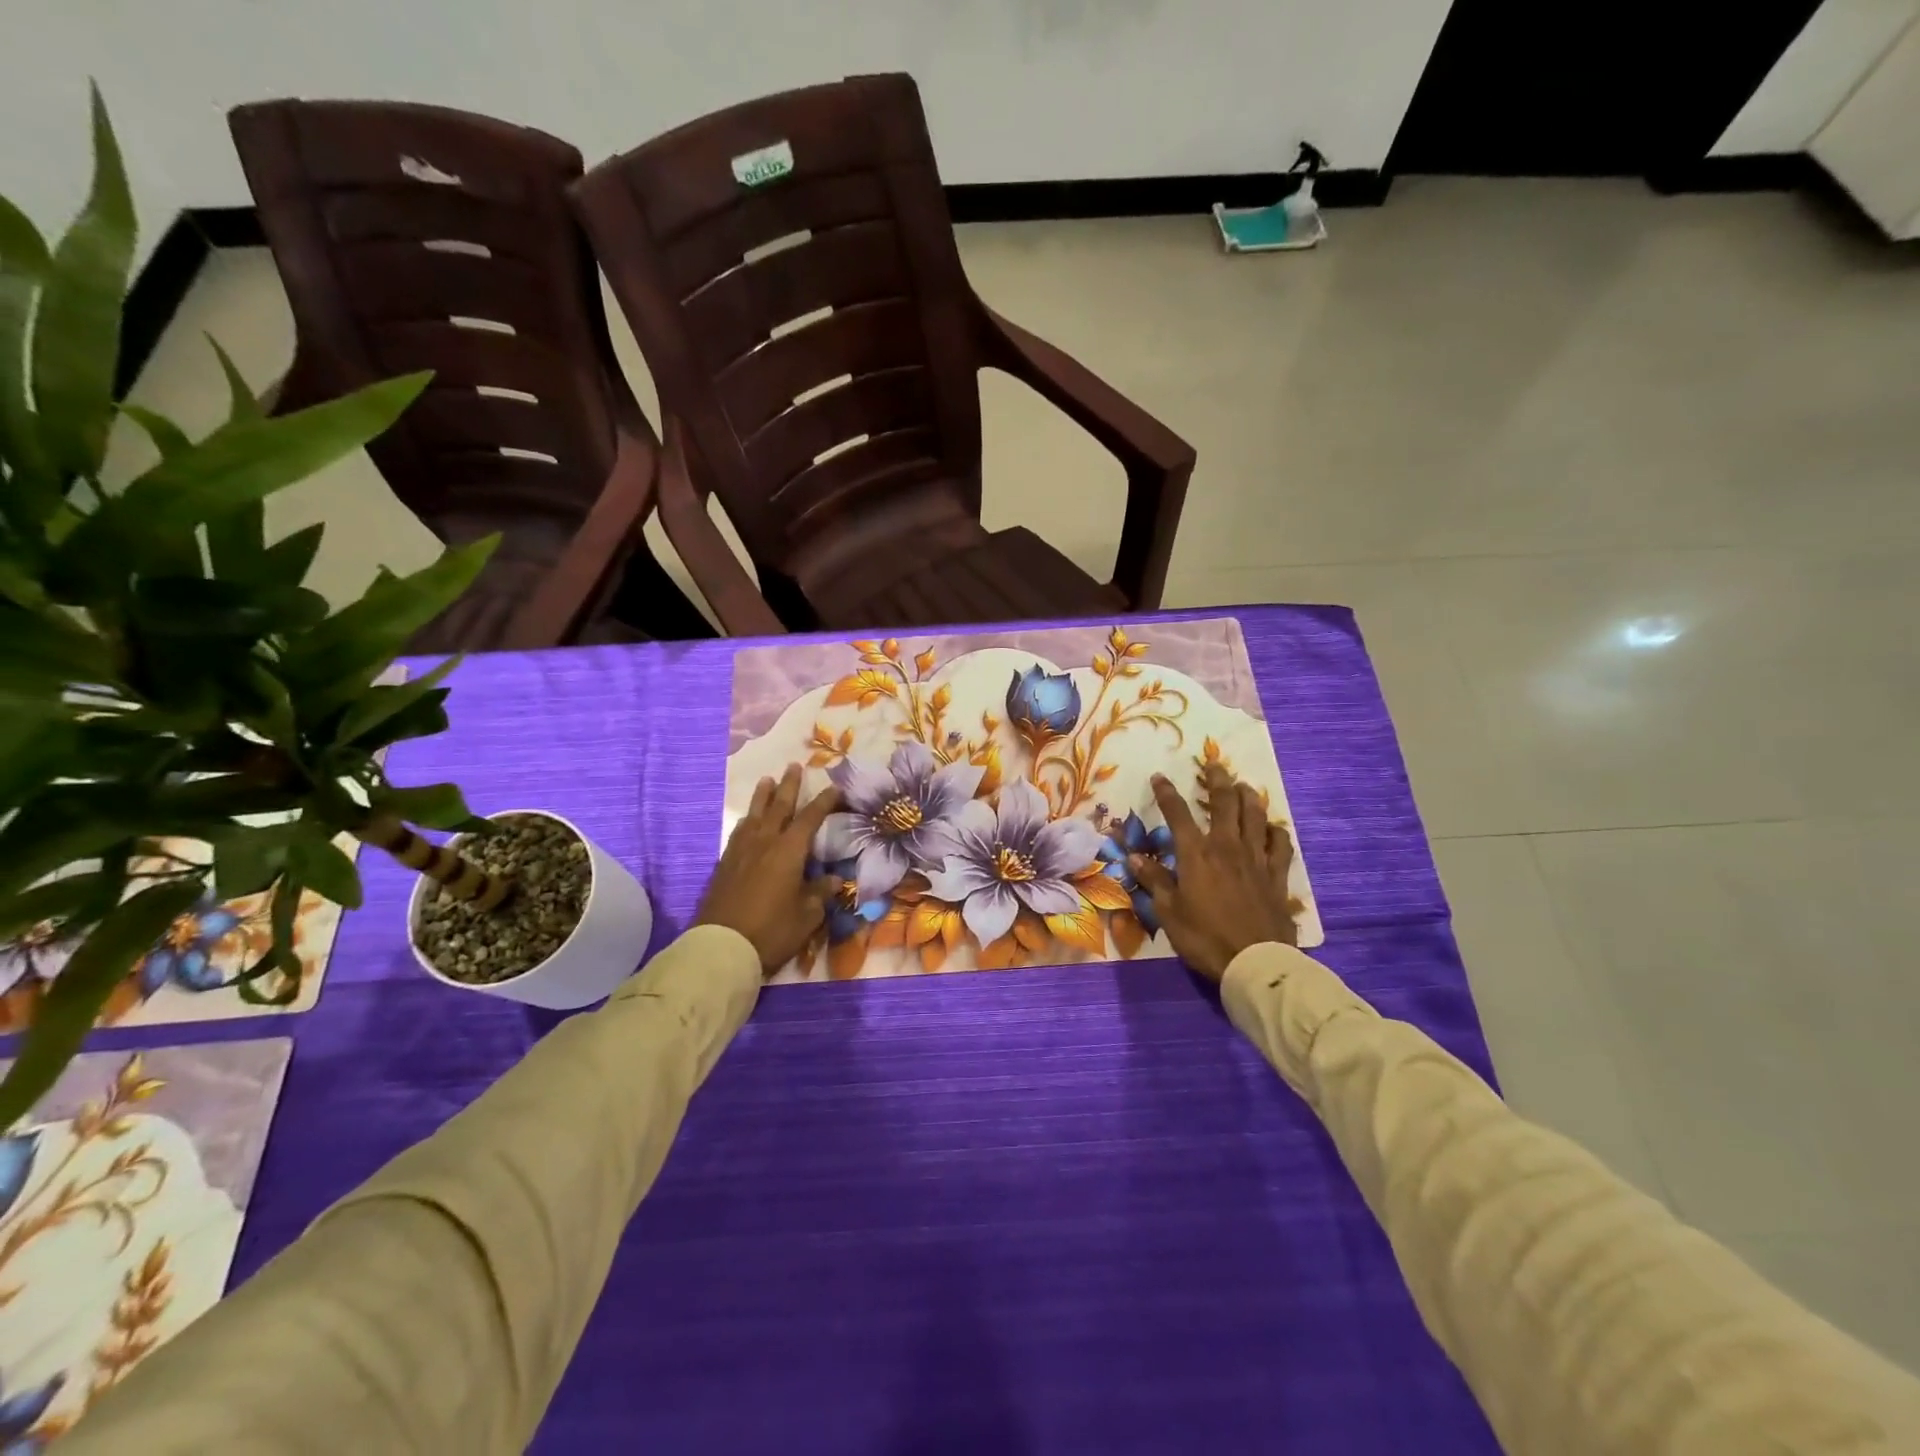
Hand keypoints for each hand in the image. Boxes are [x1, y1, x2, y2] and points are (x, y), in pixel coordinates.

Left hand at [698, 764, 841, 973]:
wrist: (722, 947)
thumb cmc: (772, 930)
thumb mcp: (807, 915)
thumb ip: (820, 893)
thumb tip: (834, 879)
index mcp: (789, 851)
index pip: (810, 818)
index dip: (824, 802)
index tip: (835, 788)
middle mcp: (764, 842)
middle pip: (779, 807)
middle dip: (789, 786)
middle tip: (794, 766)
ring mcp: (741, 852)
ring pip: (754, 815)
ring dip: (763, 796)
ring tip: (767, 780)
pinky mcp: (724, 865)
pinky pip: (739, 832)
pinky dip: (747, 820)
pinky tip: (747, 821)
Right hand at [1130, 764, 1298, 981]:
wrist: (1255, 961)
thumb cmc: (1204, 937)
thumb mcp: (1169, 912)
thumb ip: (1155, 880)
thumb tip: (1135, 856)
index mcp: (1196, 854)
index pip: (1178, 814)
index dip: (1167, 793)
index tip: (1159, 777)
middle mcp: (1227, 847)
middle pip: (1224, 803)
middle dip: (1217, 780)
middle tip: (1215, 765)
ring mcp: (1256, 859)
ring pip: (1255, 816)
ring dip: (1248, 797)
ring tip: (1243, 786)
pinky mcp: (1277, 875)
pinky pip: (1280, 844)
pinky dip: (1275, 830)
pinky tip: (1272, 827)